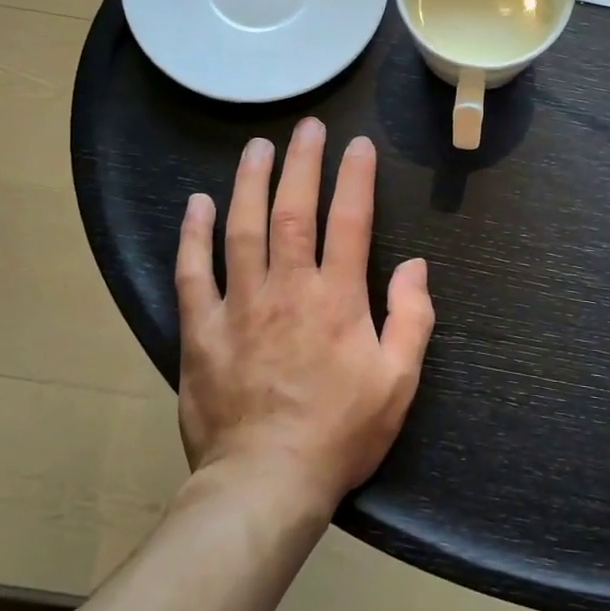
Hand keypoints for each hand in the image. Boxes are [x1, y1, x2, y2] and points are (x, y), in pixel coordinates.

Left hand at [174, 119, 434, 509]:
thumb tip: (415, 266)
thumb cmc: (339, 433)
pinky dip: (194, 235)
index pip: (350, 221)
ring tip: (257, 147)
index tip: (358, 145)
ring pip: (243, 229)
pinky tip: (197, 204)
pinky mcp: (202, 330)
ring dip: (250, 183)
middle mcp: (288, 289)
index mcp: (338, 299)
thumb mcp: (398, 383)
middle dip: (302, 163)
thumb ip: (412, 319)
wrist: (265, 484)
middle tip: (307, 127)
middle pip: (294, 211)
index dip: (356, 178)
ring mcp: (240, 306)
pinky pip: (193, 273)